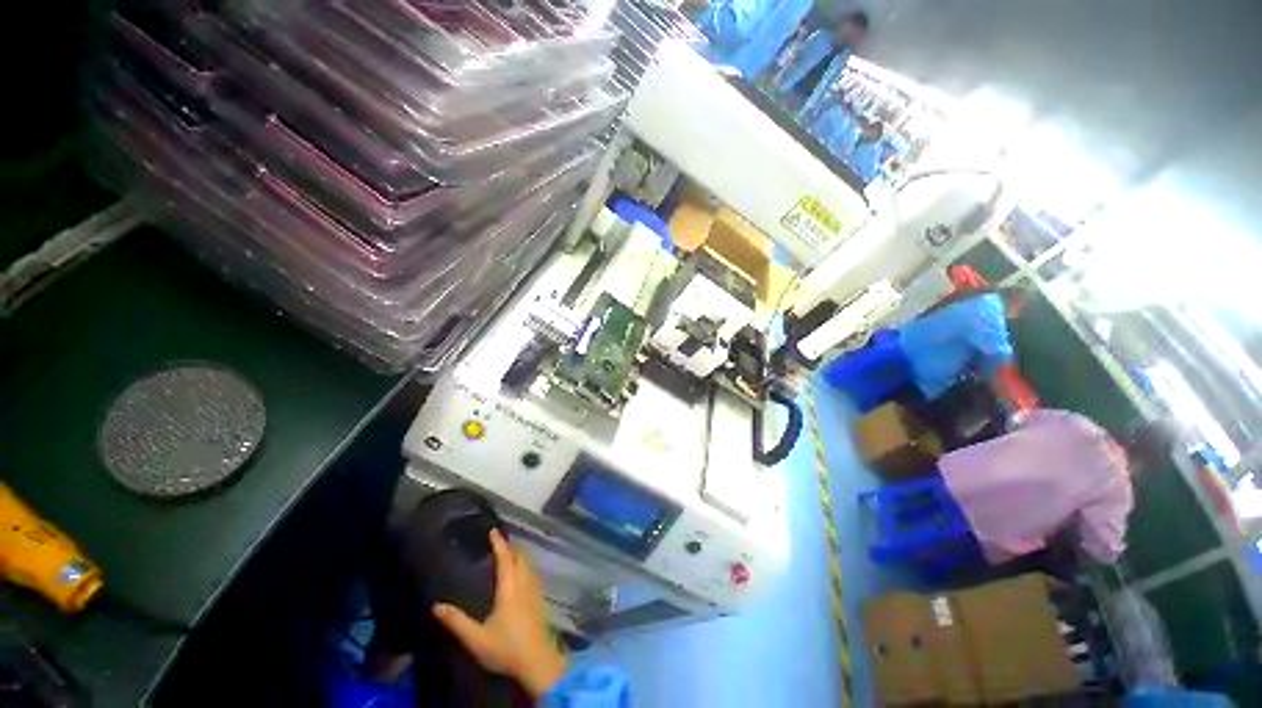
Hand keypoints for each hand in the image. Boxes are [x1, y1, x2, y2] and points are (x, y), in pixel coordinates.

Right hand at [432, 529, 566, 697]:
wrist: (537, 661)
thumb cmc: (506, 647)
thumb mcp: (476, 638)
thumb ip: (457, 622)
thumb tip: (436, 606)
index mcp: (510, 587)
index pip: (505, 558)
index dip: (499, 543)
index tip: (493, 530)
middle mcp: (524, 583)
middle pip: (520, 557)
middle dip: (510, 546)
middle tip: (499, 541)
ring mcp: (535, 590)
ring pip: (528, 564)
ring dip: (519, 555)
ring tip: (509, 552)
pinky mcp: (539, 599)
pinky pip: (532, 573)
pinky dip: (525, 565)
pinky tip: (521, 573)